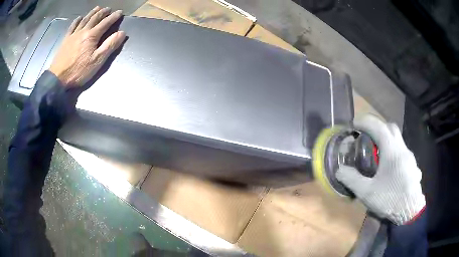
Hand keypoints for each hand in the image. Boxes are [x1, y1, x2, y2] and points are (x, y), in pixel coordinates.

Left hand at [49, 6, 125, 86]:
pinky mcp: (65, 40)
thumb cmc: (78, 71)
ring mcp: (73, 35)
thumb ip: (109, 46)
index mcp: (92, 36)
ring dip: (92, 13)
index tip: (120, 12)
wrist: (57, 78)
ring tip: (97, 8)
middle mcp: (83, 31)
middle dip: (103, 12)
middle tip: (108, 9)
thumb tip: (122, 33)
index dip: (113, 17)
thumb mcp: (97, 61)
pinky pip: (72, 27)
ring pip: (84, 20)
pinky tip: (79, 18)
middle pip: (94, 18)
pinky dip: (77, 21)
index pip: (105, 23)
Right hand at [336, 115, 425, 224]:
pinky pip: (403, 153)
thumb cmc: (390, 199)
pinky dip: (394, 153)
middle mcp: (403, 149)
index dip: (365, 122)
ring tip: (378, 154)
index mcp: (392, 151)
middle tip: (367, 136)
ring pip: (398, 140)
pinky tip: (391, 169)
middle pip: (391, 128)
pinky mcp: (413, 167)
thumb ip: (352, 179)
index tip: (354, 124)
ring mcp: (410, 158)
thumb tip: (340, 170)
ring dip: (387, 140)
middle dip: (378, 127)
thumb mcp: (367, 192)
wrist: (410, 213)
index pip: (379, 127)